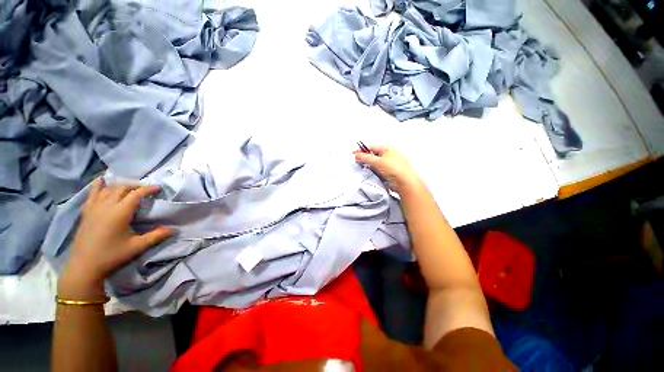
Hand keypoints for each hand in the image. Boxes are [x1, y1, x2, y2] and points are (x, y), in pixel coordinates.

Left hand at [58, 179, 174, 299]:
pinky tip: (102, 181)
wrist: (84, 267)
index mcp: (120, 212)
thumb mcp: (137, 247)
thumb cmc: (112, 256)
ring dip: (121, 185)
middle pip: (122, 188)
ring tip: (130, 187)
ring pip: (108, 189)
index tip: (159, 188)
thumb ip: (156, 236)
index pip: (136, 194)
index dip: (148, 189)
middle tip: (146, 190)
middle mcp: (106, 206)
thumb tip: (174, 230)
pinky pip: (92, 194)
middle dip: (136, 186)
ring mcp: (94, 208)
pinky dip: (98, 186)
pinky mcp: (86, 212)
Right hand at [355, 145, 421, 193]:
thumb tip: (357, 155)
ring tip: (364, 169)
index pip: (371, 147)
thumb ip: (365, 158)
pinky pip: (379, 170)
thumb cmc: (394, 169)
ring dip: (370, 166)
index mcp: (388, 148)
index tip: (353, 154)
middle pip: (373, 155)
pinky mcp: (390, 172)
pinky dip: (374, 172)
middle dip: (366, 159)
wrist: (405, 183)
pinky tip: (371, 175)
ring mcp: (390, 164)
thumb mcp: (377, 161)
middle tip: (358, 163)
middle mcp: (390, 155)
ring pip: (376, 164)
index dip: (362, 151)